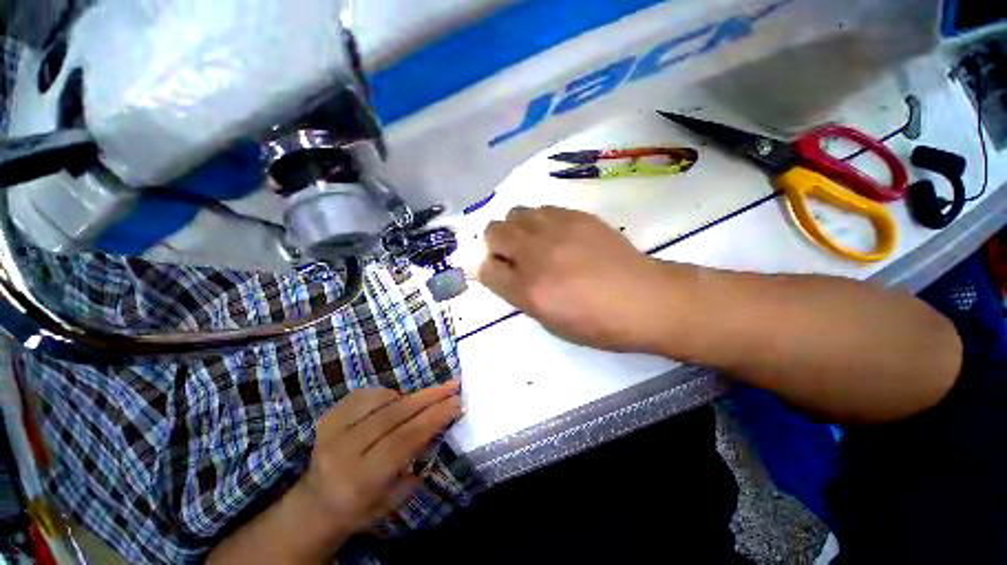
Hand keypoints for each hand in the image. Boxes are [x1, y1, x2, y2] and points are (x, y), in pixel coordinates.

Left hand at [302, 382, 462, 536]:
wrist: (315, 505)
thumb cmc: (360, 508)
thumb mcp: (394, 496)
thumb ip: (416, 458)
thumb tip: (439, 422)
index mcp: (360, 480)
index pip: (403, 439)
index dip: (434, 417)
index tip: (457, 402)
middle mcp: (342, 452)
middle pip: (394, 414)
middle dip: (429, 397)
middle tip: (452, 386)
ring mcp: (331, 431)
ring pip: (381, 399)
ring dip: (409, 396)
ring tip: (424, 400)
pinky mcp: (327, 417)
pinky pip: (365, 393)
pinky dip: (387, 393)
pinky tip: (395, 402)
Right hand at [478, 206, 672, 352]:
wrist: (644, 299)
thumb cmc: (596, 323)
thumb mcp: (550, 321)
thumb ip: (521, 295)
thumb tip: (506, 274)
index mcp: (528, 290)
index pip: (485, 268)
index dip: (486, 269)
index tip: (496, 271)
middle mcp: (535, 255)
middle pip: (493, 231)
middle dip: (495, 243)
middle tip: (512, 254)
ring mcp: (556, 230)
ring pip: (515, 213)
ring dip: (516, 228)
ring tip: (533, 241)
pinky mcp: (576, 216)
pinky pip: (543, 209)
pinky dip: (539, 220)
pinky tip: (555, 233)